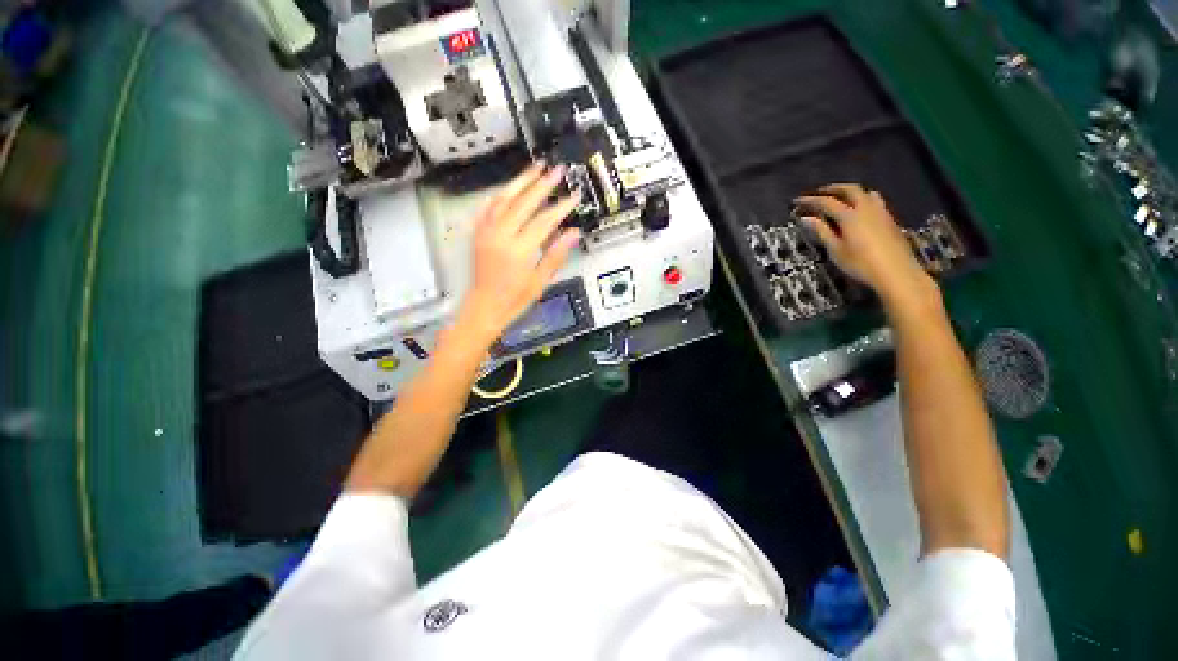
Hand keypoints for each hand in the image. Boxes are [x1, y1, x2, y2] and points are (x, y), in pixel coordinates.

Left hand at [453, 163, 581, 348]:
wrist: (484, 306)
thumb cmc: (515, 299)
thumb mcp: (540, 281)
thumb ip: (556, 255)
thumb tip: (574, 232)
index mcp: (519, 251)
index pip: (544, 221)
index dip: (561, 208)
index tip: (575, 196)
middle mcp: (501, 236)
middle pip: (524, 203)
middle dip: (543, 185)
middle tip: (558, 170)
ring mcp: (486, 232)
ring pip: (504, 199)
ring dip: (521, 181)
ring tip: (537, 166)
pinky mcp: (479, 233)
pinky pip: (488, 207)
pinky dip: (501, 194)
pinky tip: (510, 187)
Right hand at [794, 184, 935, 305]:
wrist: (896, 273)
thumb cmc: (860, 264)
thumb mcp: (836, 250)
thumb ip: (822, 231)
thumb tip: (806, 218)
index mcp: (849, 216)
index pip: (826, 202)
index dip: (810, 201)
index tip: (797, 201)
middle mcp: (866, 208)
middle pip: (849, 190)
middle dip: (832, 189)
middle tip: (819, 193)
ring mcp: (880, 212)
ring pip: (865, 192)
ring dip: (850, 191)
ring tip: (841, 197)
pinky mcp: (889, 219)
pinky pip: (875, 200)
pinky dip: (862, 198)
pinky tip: (860, 209)